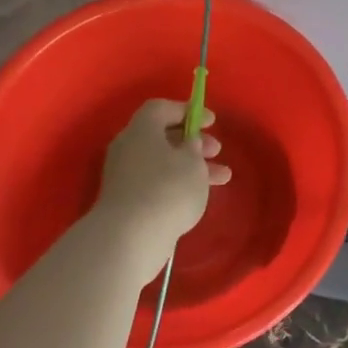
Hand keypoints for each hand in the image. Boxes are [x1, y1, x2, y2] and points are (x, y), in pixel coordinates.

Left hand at [91, 99, 231, 276]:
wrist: (130, 239)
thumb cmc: (167, 189)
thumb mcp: (192, 162)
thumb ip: (194, 146)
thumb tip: (187, 143)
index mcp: (141, 130)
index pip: (161, 108)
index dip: (188, 111)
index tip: (211, 122)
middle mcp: (128, 149)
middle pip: (162, 136)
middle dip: (193, 142)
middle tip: (217, 151)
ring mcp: (124, 177)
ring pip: (163, 162)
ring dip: (192, 166)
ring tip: (222, 178)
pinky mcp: (126, 202)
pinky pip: (156, 183)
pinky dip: (178, 184)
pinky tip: (198, 196)